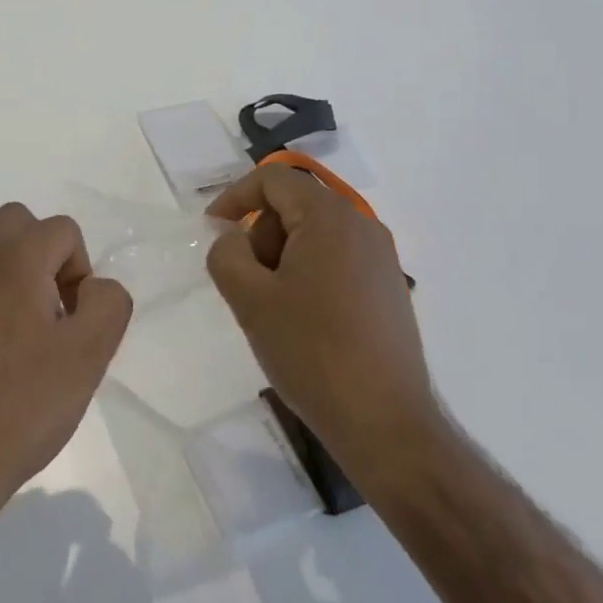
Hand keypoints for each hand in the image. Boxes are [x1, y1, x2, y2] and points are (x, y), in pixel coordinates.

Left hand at [0, 203, 131, 541]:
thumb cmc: (19, 407)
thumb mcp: (87, 357)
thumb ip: (108, 304)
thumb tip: (94, 287)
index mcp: (12, 261)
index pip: (62, 229)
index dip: (81, 271)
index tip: (74, 322)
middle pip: (16, 225)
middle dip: (45, 257)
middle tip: (53, 315)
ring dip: (14, 285)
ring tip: (25, 349)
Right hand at [206, 166, 440, 479]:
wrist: (385, 424)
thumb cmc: (311, 352)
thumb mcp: (250, 298)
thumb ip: (227, 253)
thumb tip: (234, 237)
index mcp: (330, 217)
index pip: (274, 179)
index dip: (235, 196)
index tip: (213, 230)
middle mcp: (363, 225)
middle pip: (295, 205)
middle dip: (261, 233)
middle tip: (248, 282)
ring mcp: (382, 258)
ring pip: (315, 234)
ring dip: (283, 257)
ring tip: (273, 307)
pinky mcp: (389, 287)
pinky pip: (337, 259)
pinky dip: (308, 273)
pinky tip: (303, 320)